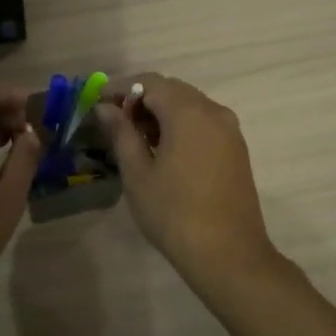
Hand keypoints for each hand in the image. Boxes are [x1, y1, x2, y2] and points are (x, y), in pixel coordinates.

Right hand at [97, 75, 280, 286]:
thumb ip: (121, 133)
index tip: (99, 104)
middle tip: (115, 123)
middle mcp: (213, 111)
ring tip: (137, 139)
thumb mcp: (138, 173)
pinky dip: (182, 125)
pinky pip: (205, 123)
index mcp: (188, 112)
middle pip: (173, 90)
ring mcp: (230, 130)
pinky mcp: (237, 149)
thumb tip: (105, 108)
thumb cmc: (174, 213)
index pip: (150, 82)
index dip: (121, 89)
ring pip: (190, 106)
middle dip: (142, 99)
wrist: (228, 253)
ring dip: (162, 112)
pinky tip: (165, 151)